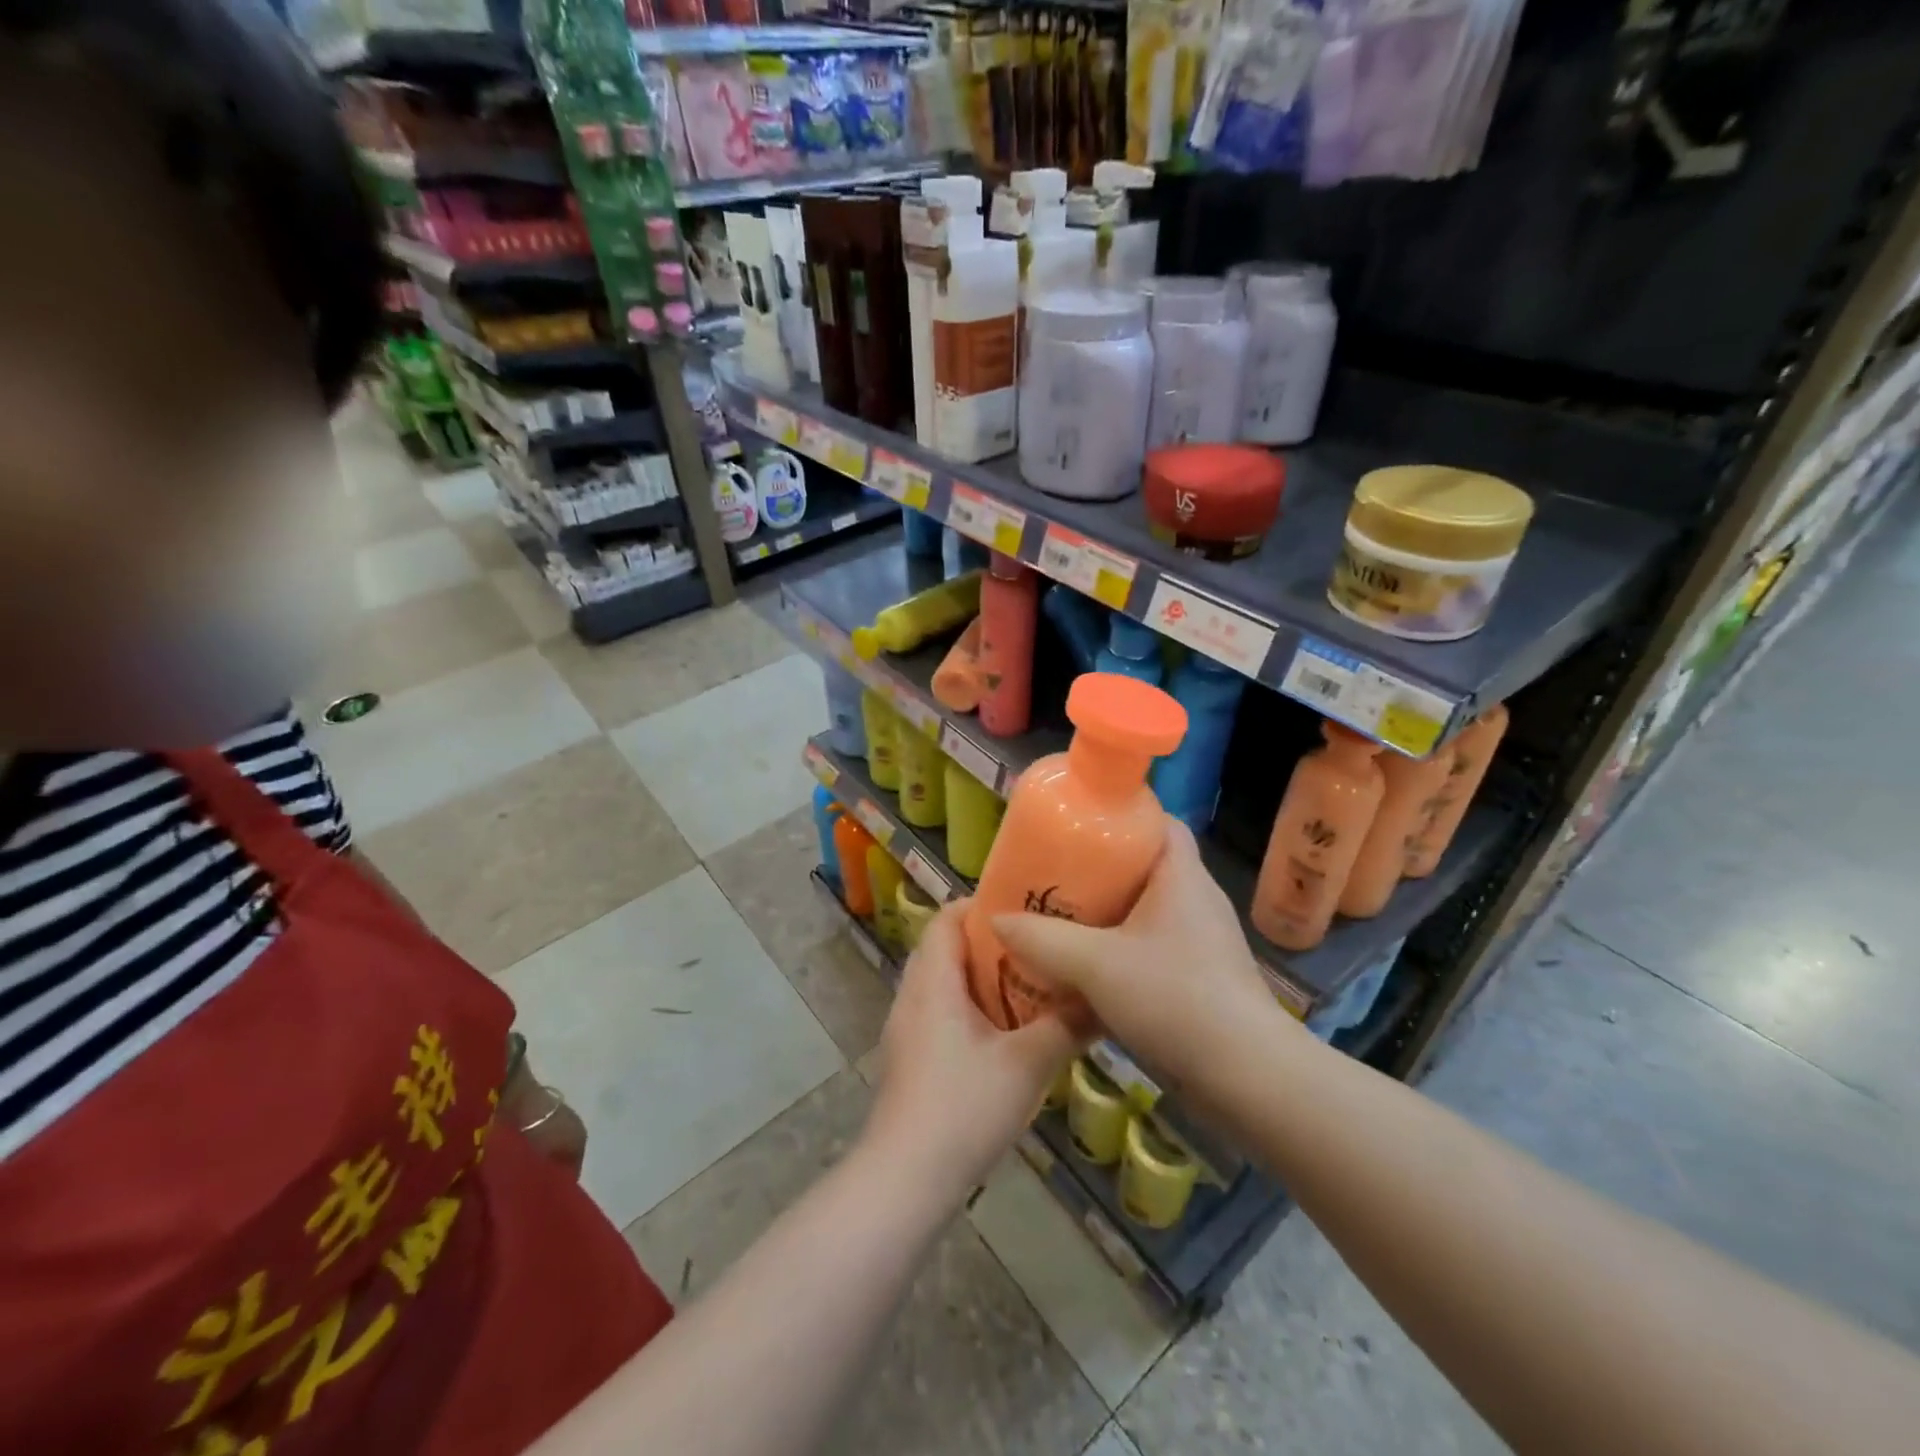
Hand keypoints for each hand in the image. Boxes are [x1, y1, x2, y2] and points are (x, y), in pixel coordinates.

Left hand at [863, 901, 1078, 1202]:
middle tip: (1038, 947)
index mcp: (933, 981)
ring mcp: (906, 1029)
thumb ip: (1067, 1027)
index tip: (1026, 910)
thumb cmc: (963, 1108)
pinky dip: (971, 1008)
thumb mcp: (1027, 1065)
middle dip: (990, 943)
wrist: (905, 1179)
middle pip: (946, 947)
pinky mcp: (909, 1058)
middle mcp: (912, 996)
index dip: (982, 905)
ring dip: (982, 979)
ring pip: (943, 983)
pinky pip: (940, 1012)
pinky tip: (1006, 1034)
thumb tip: (1103, 998)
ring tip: (1030, 985)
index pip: (947, 917)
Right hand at [992, 818, 1299, 1101]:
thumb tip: (998, 919)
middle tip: (1053, 874)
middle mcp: (1196, 899)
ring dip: (1106, 913)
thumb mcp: (1095, 965)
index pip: (1158, 820)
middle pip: (1144, 865)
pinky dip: (1120, 948)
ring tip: (1059, 918)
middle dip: (1098, 868)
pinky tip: (1086, 969)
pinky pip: (1152, 946)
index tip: (1076, 824)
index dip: (1119, 814)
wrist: (1247, 1078)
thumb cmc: (1175, 998)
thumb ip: (1042, 940)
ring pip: (1145, 910)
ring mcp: (1202, 941)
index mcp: (1181, 875)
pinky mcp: (1200, 977)